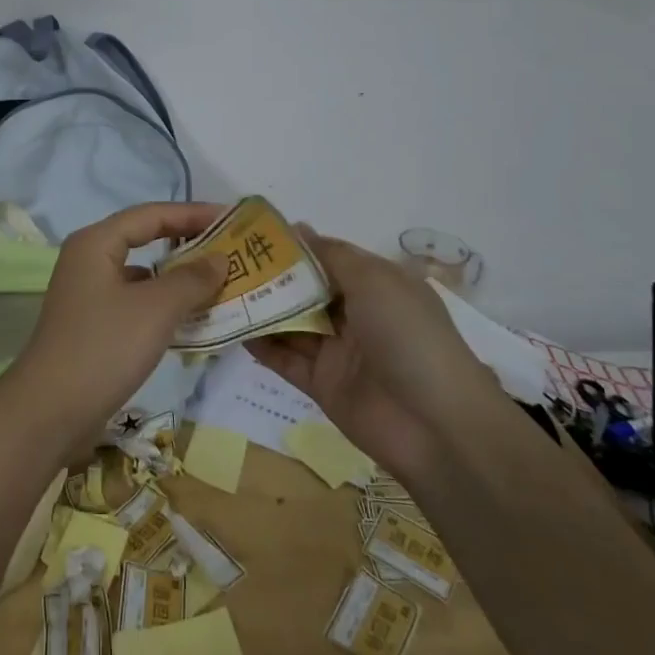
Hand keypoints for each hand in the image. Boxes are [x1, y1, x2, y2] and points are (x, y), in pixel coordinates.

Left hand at [1, 203, 226, 445]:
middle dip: (187, 243)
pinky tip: (191, 320)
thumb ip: (192, 279)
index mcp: (96, 243)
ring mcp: (88, 294)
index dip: (192, 213)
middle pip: (145, 239)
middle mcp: (89, 260)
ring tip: (220, 284)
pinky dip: (164, 305)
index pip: (151, 214)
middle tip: (230, 249)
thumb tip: (219, 258)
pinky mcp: (93, 324)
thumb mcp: (156, 309)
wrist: (51, 411)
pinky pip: (136, 302)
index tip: (231, 218)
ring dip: (178, 278)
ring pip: (142, 275)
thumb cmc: (104, 347)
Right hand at [248, 231, 506, 478]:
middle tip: (224, 261)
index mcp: (377, 286)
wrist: (436, 426)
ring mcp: (338, 351)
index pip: (328, 258)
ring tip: (218, 290)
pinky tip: (232, 329)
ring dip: (260, 309)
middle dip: (269, 275)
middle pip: (305, 290)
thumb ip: (332, 255)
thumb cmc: (408, 336)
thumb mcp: (375, 281)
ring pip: (292, 323)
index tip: (251, 234)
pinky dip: (261, 346)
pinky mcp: (322, 385)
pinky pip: (286, 360)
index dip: (294, 246)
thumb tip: (299, 229)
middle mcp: (357, 314)